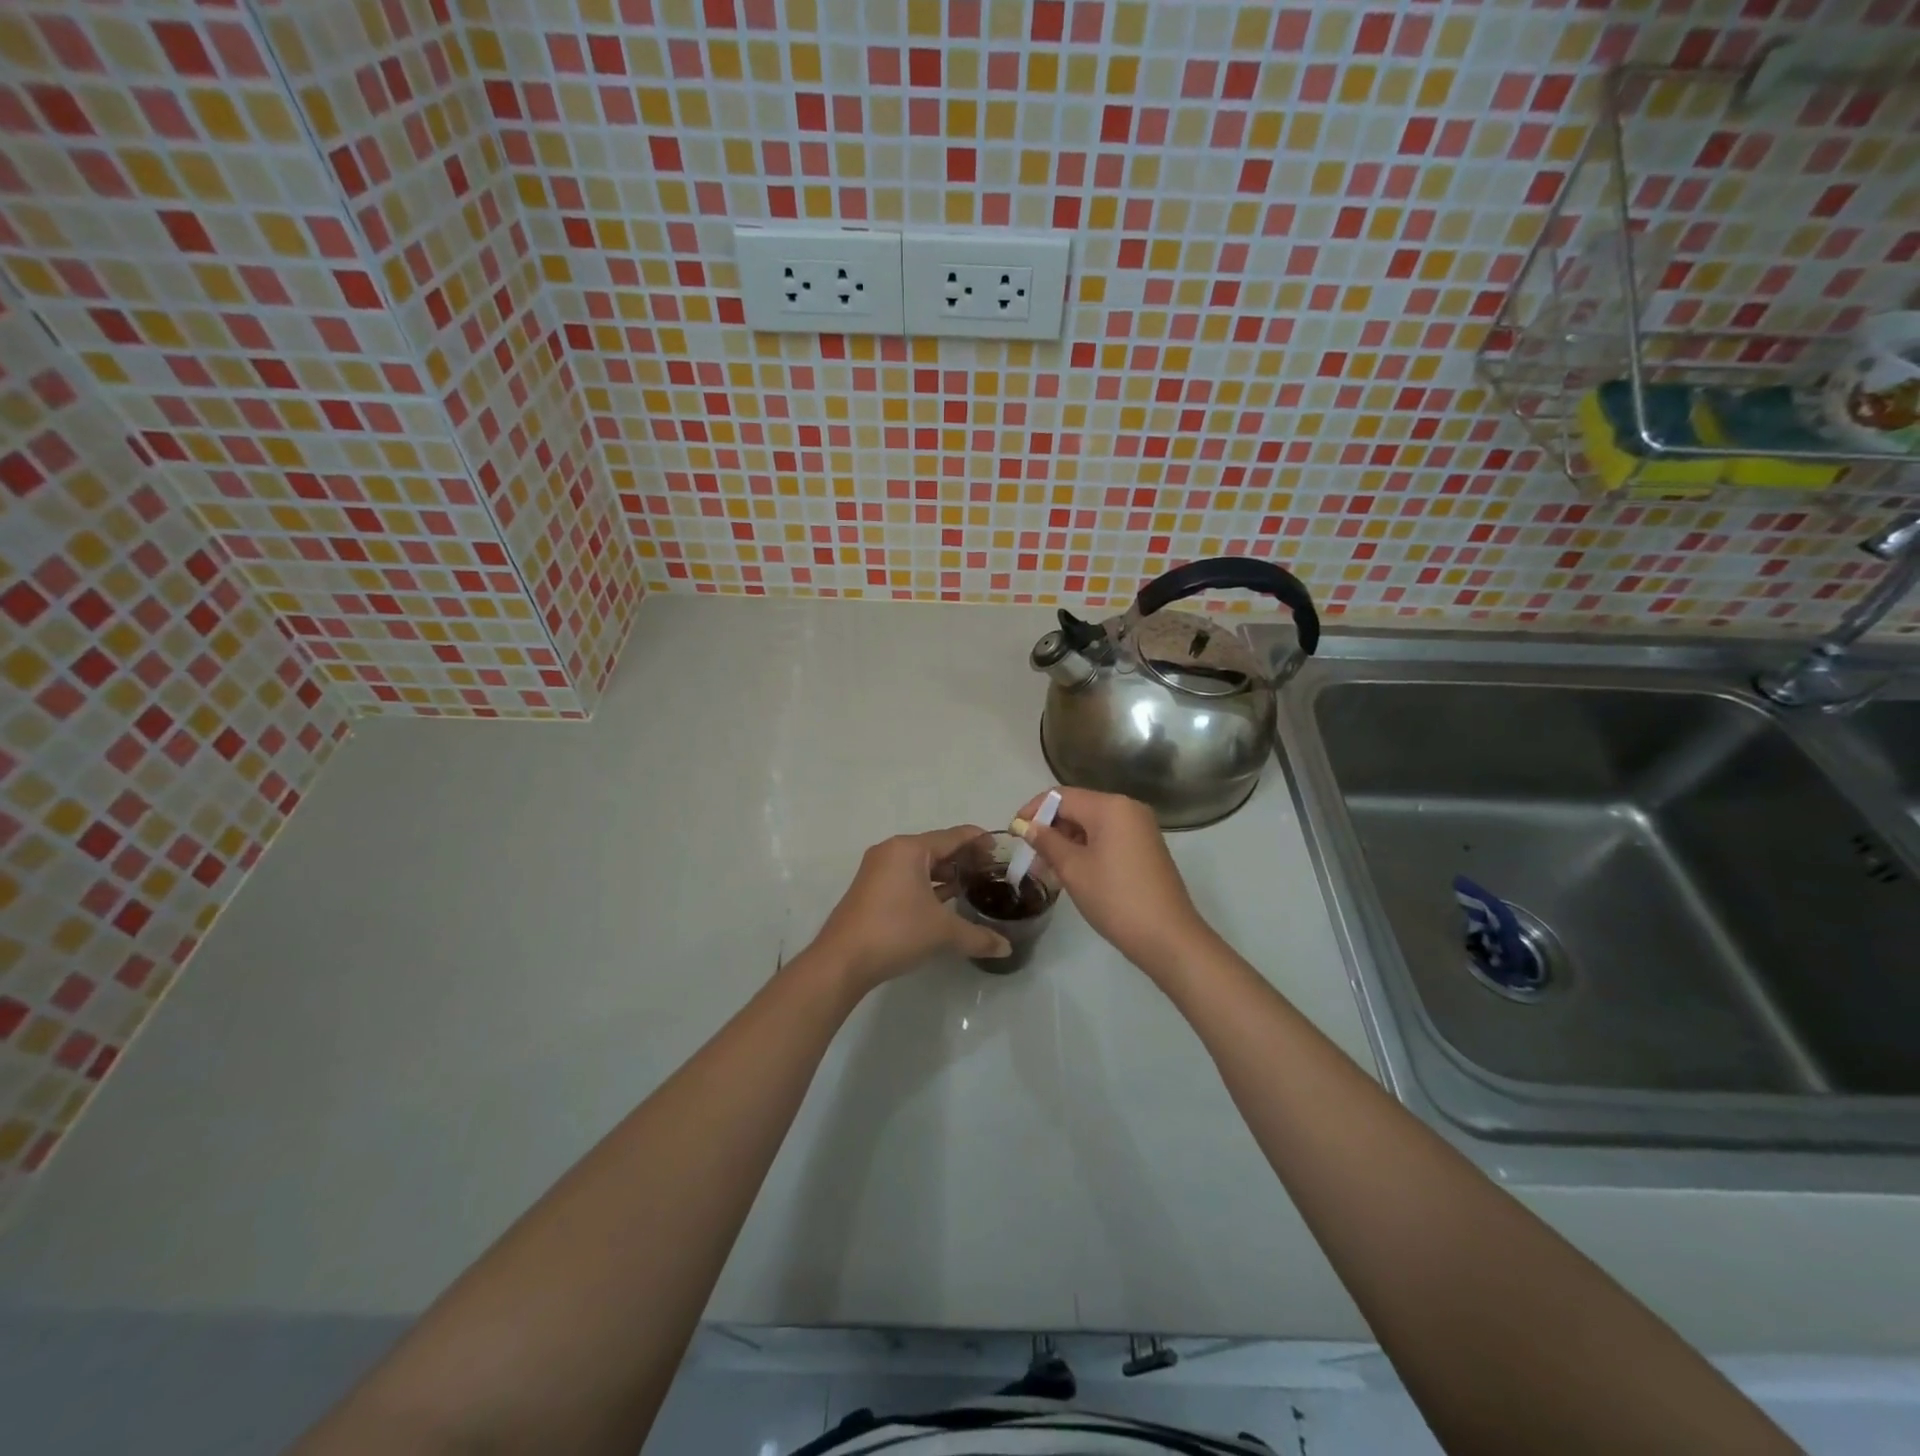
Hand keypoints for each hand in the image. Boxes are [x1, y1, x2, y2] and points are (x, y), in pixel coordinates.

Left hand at [809, 826, 1011, 993]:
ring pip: (921, 865)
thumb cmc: (895, 932)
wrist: (842, 961)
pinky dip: (928, 885)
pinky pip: (907, 878)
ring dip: (946, 874)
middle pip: (937, 847)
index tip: (1002, 849)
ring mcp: (878, 870)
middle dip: (964, 859)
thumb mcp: (943, 932)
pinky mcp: (871, 890)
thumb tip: (1006, 948)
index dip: (980, 840)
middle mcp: (892, 852)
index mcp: (909, 849)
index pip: (953, 836)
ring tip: (973, 886)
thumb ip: (978, 936)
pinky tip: (946, 901)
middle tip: (992, 872)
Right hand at [1015, 787, 1214, 975]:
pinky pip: (1108, 837)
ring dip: (1066, 841)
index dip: (1033, 811)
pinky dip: (1087, 849)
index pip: (1061, 796)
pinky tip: (1073, 872)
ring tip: (1046, 869)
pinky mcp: (1145, 848)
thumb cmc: (1115, 898)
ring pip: (1092, 824)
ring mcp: (1140, 828)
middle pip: (1078, 807)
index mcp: (1111, 806)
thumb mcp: (1073, 869)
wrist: (1167, 937)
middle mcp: (1128, 808)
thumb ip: (1047, 842)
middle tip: (1029, 857)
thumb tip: (1027, 826)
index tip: (1014, 834)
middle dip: (1050, 828)